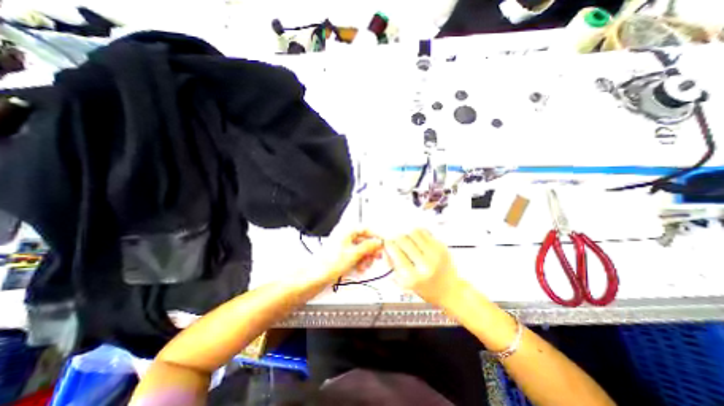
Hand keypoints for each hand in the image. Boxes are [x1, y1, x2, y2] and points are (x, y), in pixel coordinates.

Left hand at [302, 230, 386, 286]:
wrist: (315, 276)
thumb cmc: (329, 263)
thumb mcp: (354, 254)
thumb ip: (368, 246)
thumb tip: (378, 242)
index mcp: (346, 230)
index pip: (366, 228)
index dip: (376, 236)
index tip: (383, 243)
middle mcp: (344, 235)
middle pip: (364, 239)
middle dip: (371, 249)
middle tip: (376, 257)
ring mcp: (343, 245)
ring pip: (360, 248)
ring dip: (366, 256)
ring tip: (365, 265)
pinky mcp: (341, 254)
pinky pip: (355, 254)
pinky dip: (359, 260)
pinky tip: (360, 267)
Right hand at [387, 229, 460, 305]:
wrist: (449, 291)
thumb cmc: (424, 288)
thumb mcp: (403, 283)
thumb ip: (391, 265)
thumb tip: (385, 249)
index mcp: (413, 277)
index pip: (395, 251)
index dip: (389, 244)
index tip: (387, 243)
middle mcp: (425, 265)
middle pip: (403, 239)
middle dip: (397, 238)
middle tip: (396, 240)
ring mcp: (435, 254)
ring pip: (414, 232)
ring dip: (407, 234)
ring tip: (408, 240)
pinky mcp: (442, 247)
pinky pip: (425, 232)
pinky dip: (418, 233)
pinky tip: (417, 240)